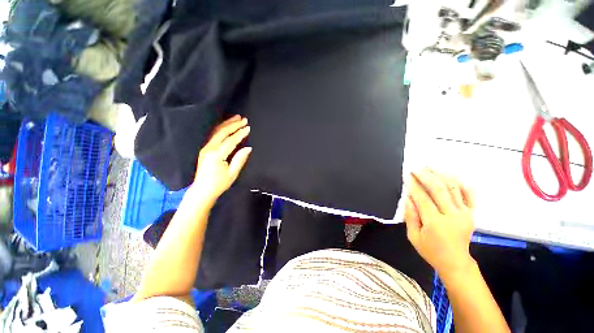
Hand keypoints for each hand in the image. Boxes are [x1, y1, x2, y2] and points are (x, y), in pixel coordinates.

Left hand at [191, 115, 251, 201]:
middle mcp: (209, 149)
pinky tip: (227, 126)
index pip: (230, 141)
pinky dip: (221, 128)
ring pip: (216, 132)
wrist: (202, 190)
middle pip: (222, 132)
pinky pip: (214, 135)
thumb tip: (248, 148)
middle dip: (233, 124)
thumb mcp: (232, 174)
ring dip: (227, 124)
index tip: (248, 128)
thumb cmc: (219, 184)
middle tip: (243, 119)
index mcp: (216, 155)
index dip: (240, 133)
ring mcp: (205, 148)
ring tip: (236, 118)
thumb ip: (240, 159)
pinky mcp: (205, 149)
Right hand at [405, 169, 475, 275]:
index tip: (408, 176)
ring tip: (431, 168)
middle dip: (426, 176)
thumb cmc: (431, 250)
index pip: (423, 198)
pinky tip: (451, 176)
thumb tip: (408, 197)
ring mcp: (465, 214)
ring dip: (441, 175)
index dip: (414, 185)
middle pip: (439, 189)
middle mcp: (452, 216)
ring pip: (454, 188)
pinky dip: (461, 183)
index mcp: (435, 223)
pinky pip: (469, 194)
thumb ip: (410, 215)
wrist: (456, 262)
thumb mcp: (413, 236)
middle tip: (417, 168)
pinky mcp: (471, 213)